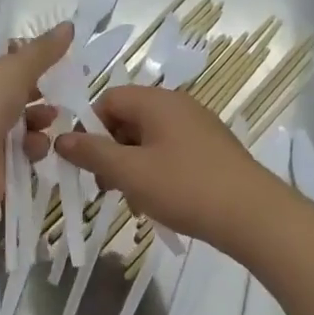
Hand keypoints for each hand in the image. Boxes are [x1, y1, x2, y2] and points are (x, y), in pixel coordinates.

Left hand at [0, 23, 71, 223]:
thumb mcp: (13, 70)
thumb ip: (42, 51)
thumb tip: (68, 25)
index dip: (21, 52)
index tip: (50, 55)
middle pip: (10, 89)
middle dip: (36, 90)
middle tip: (62, 88)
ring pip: (18, 120)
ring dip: (38, 118)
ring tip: (52, 119)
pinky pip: (20, 149)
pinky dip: (32, 147)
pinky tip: (39, 147)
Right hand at [54, 84, 280, 248]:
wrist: (253, 215)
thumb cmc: (184, 187)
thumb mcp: (129, 172)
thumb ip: (91, 153)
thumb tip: (60, 139)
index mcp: (157, 101)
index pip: (108, 99)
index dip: (89, 127)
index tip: (85, 161)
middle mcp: (178, 106)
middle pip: (127, 119)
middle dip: (110, 151)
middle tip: (105, 187)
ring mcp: (198, 127)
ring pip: (148, 140)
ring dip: (131, 167)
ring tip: (132, 201)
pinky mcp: (211, 150)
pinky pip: (170, 153)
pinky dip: (155, 173)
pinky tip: (157, 202)